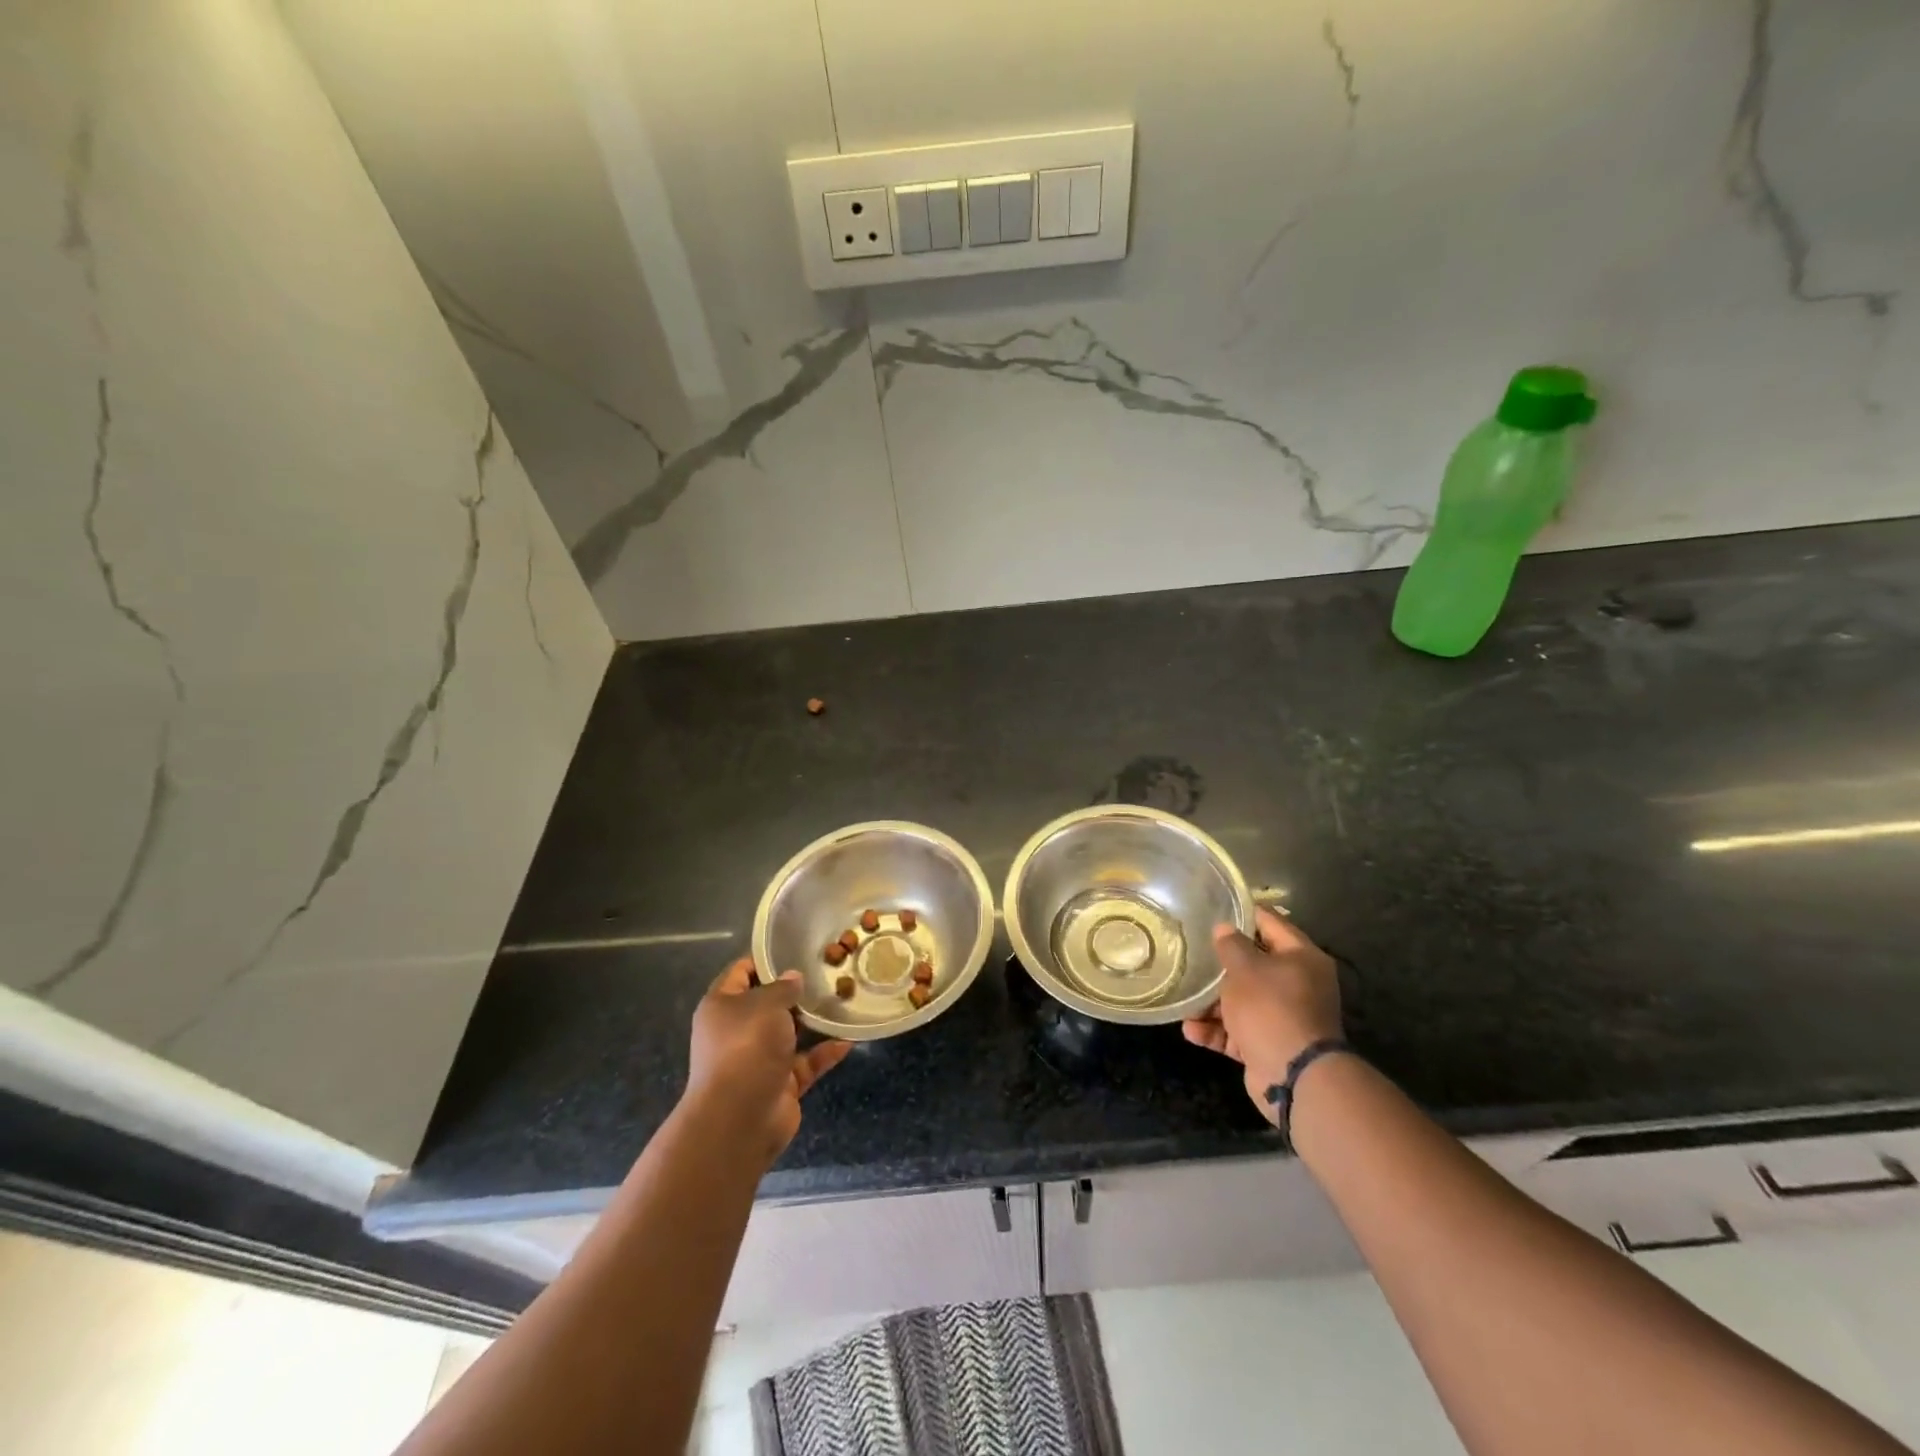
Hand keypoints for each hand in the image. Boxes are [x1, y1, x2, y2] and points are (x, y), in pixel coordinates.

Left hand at [684, 960, 851, 1163]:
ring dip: (814, 1022)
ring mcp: (759, 1059)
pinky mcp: (780, 1084)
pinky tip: (849, 1039)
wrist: (739, 1119)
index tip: (795, 947)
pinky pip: (806, 1062)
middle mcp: (738, 1031)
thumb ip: (783, 987)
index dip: (765, 959)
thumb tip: (793, 977)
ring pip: (790, 1034)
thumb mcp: (765, 1004)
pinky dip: (825, 1052)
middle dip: (796, 991)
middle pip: (768, 1004)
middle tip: (828, 972)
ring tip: (844, 1000)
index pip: (741, 972)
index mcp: (722, 1006)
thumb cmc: (746, 1047)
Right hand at [1182, 908, 1342, 1125]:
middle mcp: (1297, 984)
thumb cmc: (1271, 1009)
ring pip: (1241, 1000)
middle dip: (1219, 964)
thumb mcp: (1245, 969)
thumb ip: (1231, 945)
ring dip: (1211, 1003)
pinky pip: (1238, 1030)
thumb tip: (1224, 928)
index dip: (1241, 914)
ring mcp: (1283, 1017)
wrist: (1294, 1078)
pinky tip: (1191, 1030)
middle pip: (1253, 964)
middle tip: (1189, 953)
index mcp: (1301, 958)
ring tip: (1184, 1001)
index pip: (1270, 923)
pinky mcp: (1269, 1044)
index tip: (1212, 908)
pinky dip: (1216, 1030)